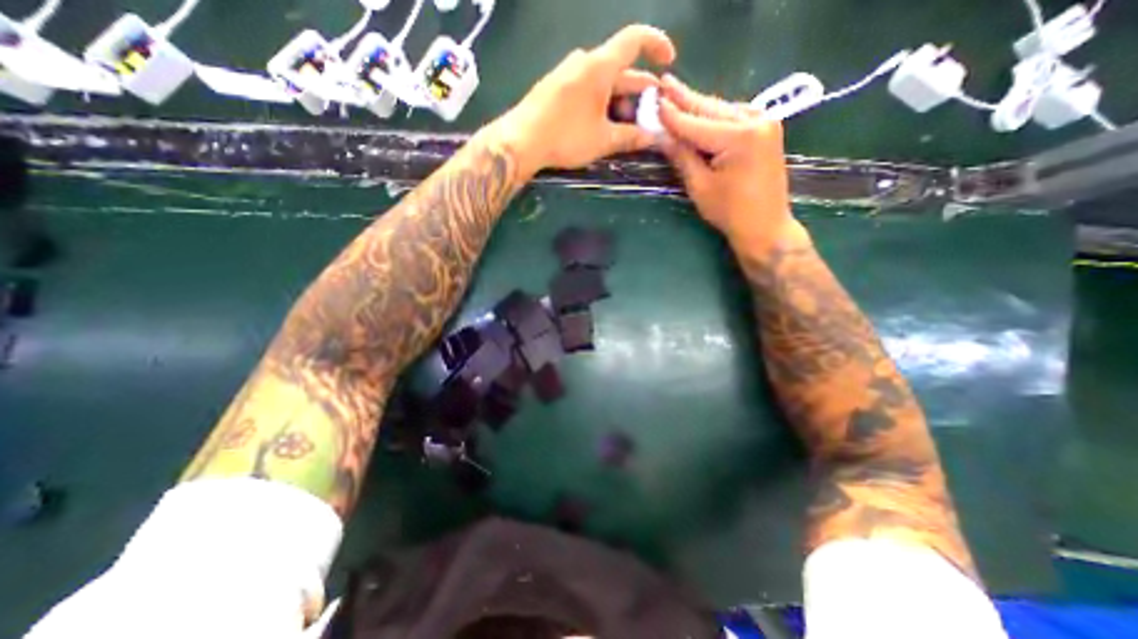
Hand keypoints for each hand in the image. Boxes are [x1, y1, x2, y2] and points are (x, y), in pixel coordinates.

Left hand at [498, 26, 674, 175]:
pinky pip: (586, 87)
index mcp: (599, 66)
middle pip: (619, 67)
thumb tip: (653, 137)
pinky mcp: (556, 87)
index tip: (669, 60)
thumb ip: (630, 137)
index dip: (657, 44)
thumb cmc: (566, 136)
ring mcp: (567, 73)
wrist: (521, 141)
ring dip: (619, 99)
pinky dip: (601, 101)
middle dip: (638, 89)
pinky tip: (602, 123)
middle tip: (650, 112)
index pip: (635, 39)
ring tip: (627, 124)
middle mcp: (584, 61)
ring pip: (602, 80)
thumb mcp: (603, 140)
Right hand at [654, 75, 802, 254]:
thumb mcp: (700, 186)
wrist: (765, 226)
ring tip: (676, 95)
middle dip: (685, 99)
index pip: (695, 123)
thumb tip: (662, 136)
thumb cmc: (730, 212)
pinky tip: (700, 112)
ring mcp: (765, 122)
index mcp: (739, 137)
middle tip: (664, 83)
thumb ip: (682, 157)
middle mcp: (756, 120)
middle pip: (711, 108)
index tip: (653, 100)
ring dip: (699, 106)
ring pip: (722, 109)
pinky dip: (714, 115)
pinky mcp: (766, 129)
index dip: (672, 114)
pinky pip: (733, 116)